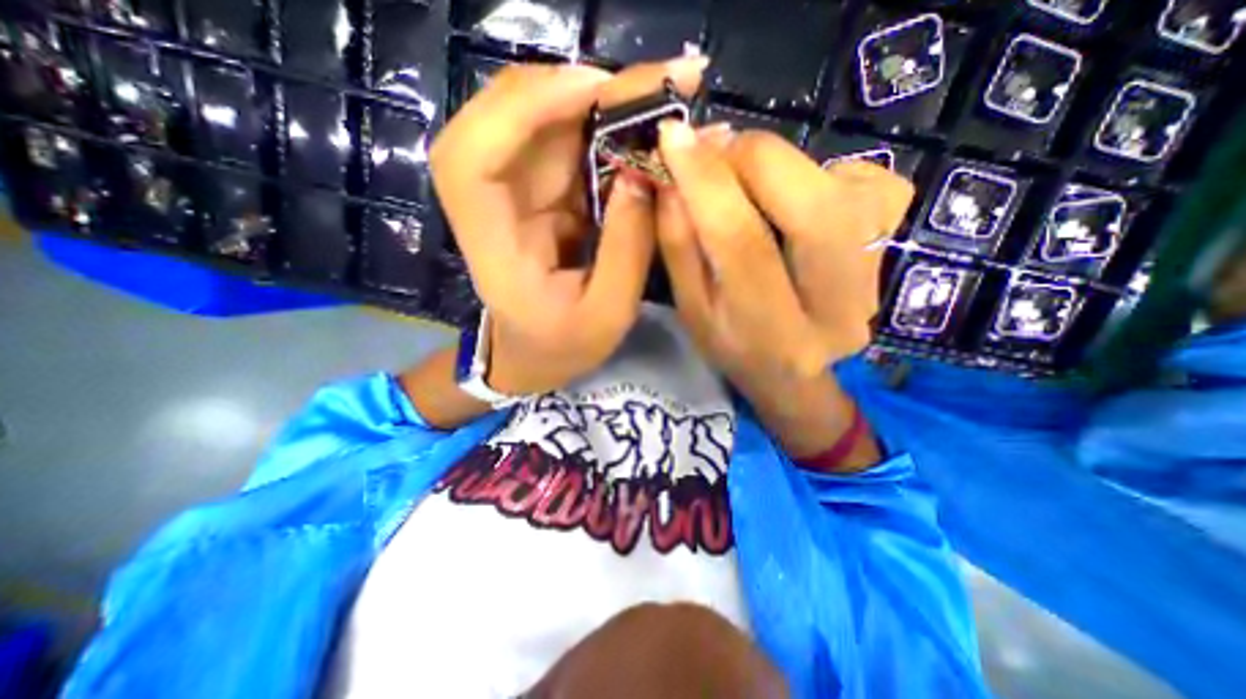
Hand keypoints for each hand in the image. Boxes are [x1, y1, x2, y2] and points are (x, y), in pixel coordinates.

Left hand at [429, 58, 703, 394]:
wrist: (534, 355)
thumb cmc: (562, 347)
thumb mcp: (606, 315)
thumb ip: (627, 252)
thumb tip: (647, 175)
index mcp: (492, 246)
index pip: (471, 158)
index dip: (520, 109)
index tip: (590, 90)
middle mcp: (493, 205)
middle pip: (515, 120)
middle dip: (586, 90)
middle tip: (661, 81)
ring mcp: (515, 193)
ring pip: (546, 122)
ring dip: (604, 103)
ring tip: (665, 95)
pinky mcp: (539, 193)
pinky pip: (568, 144)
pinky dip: (606, 127)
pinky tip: (645, 123)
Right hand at [656, 127, 913, 386]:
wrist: (794, 372)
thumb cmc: (733, 347)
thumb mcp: (692, 309)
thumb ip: (680, 248)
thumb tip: (671, 180)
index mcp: (772, 332)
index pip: (742, 243)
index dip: (706, 181)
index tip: (673, 136)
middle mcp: (837, 307)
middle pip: (810, 206)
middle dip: (752, 158)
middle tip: (712, 151)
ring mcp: (876, 274)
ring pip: (839, 186)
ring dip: (780, 163)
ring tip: (743, 177)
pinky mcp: (893, 244)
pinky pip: (864, 180)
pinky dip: (817, 171)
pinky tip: (792, 196)